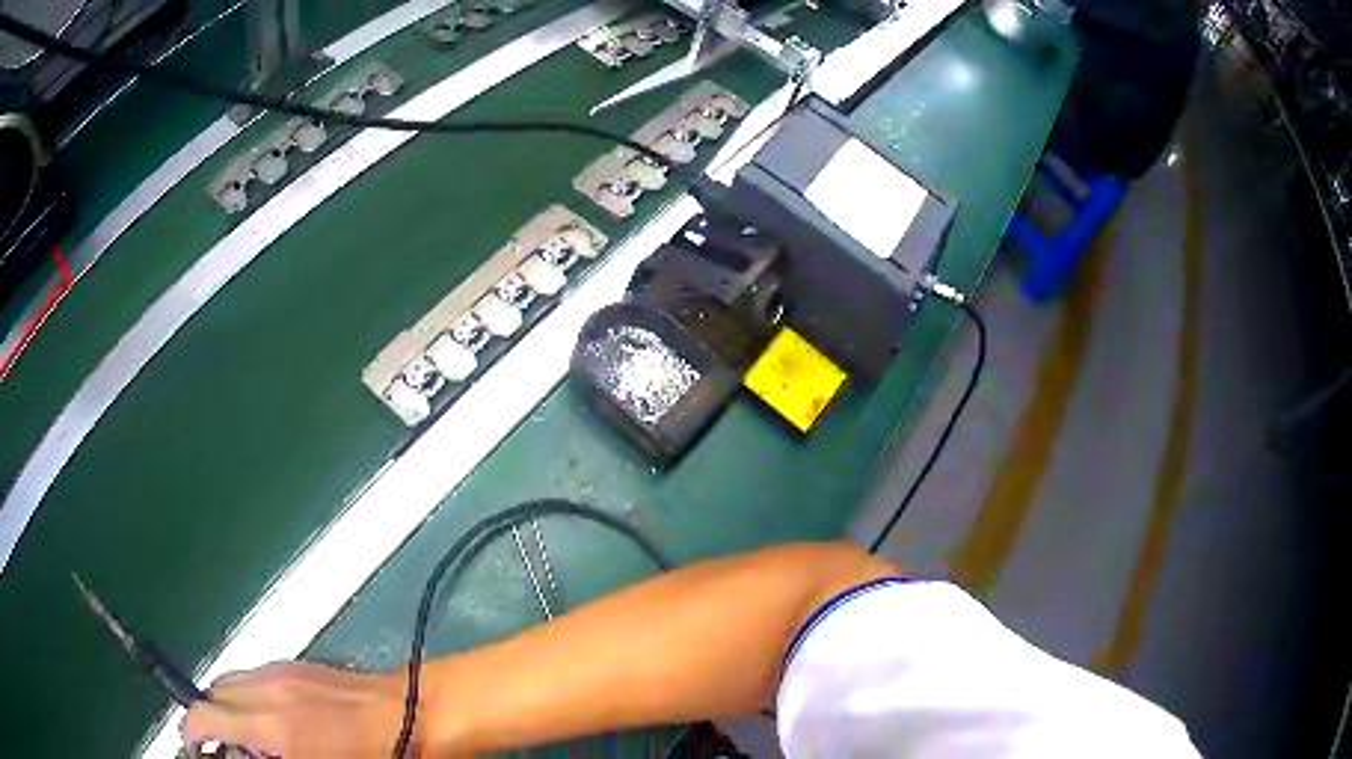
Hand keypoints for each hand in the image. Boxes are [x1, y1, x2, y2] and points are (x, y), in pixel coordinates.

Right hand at [181, 662, 406, 757]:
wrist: (421, 711)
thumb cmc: (383, 755)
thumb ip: (270, 757)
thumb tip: (244, 753)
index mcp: (274, 726)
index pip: (206, 717)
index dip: (191, 734)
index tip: (194, 750)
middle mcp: (268, 688)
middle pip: (212, 694)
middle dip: (209, 721)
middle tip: (226, 751)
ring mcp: (283, 669)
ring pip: (231, 681)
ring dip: (228, 706)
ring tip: (249, 738)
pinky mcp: (299, 663)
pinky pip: (255, 676)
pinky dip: (249, 695)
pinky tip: (272, 719)